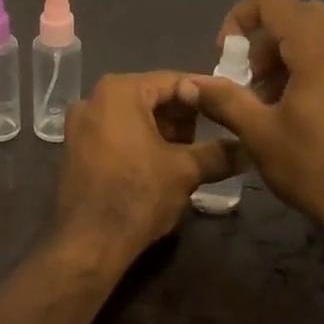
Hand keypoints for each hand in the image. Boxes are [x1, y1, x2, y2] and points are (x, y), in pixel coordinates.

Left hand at [55, 72, 237, 261]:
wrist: (88, 243)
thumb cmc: (138, 195)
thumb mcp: (185, 171)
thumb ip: (219, 153)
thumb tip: (249, 149)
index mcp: (119, 92)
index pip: (173, 81)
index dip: (205, 94)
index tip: (229, 108)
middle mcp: (93, 99)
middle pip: (150, 97)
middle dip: (183, 116)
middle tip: (213, 135)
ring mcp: (80, 126)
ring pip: (133, 117)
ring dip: (163, 132)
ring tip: (191, 154)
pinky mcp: (75, 150)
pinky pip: (116, 134)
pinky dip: (140, 143)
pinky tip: (162, 165)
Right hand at [179, 0, 323, 225]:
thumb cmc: (311, 167)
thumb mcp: (259, 135)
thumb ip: (223, 99)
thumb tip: (189, 83)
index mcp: (319, 48)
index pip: (274, 1)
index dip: (241, 18)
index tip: (227, 55)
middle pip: (298, 14)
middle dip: (265, 39)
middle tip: (250, 79)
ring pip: (321, 32)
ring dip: (289, 52)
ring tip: (272, 97)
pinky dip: (314, 63)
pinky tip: (302, 104)